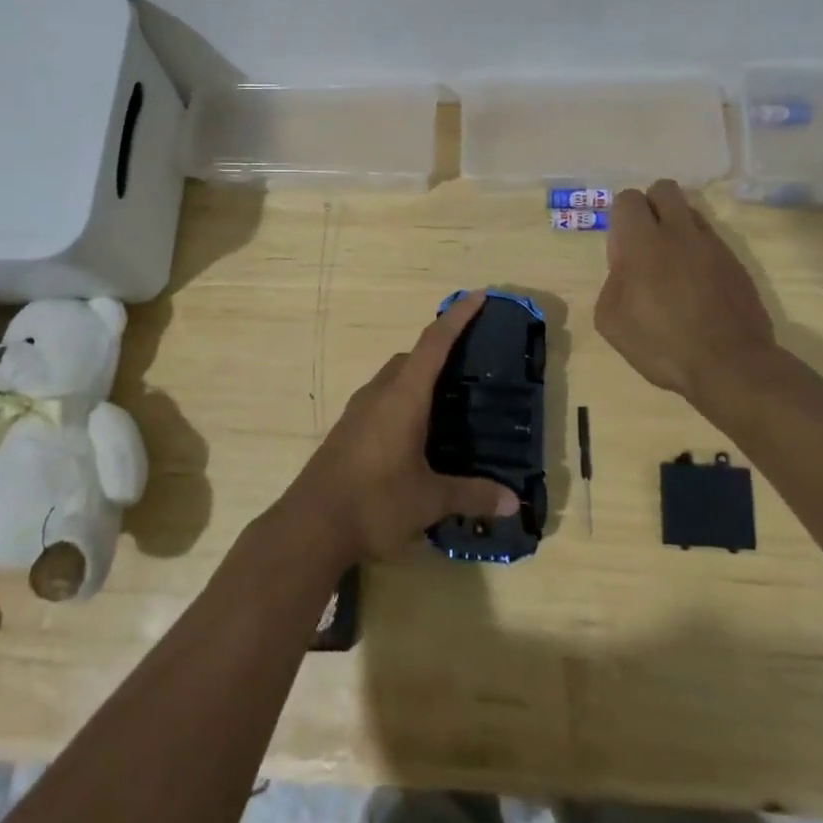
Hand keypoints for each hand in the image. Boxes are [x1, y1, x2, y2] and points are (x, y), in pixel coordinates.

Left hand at [286, 290, 518, 562]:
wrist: (310, 526)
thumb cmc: (374, 503)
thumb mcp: (428, 500)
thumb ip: (471, 495)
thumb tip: (513, 502)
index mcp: (403, 397)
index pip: (434, 344)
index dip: (457, 317)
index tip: (478, 296)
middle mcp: (379, 393)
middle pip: (412, 357)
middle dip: (440, 349)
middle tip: (471, 360)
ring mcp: (358, 411)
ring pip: (394, 378)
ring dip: (419, 377)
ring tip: (449, 397)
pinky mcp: (348, 430)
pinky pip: (382, 398)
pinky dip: (404, 399)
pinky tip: (417, 430)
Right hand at [595, 180, 782, 403]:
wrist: (730, 365)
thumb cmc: (661, 343)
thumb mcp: (611, 319)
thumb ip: (613, 281)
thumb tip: (626, 271)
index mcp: (643, 241)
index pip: (628, 199)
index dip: (621, 218)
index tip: (622, 250)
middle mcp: (680, 232)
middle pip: (664, 189)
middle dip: (651, 206)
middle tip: (646, 243)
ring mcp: (713, 246)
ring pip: (690, 213)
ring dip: (677, 229)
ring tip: (673, 268)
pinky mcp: (736, 264)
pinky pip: (711, 242)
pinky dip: (699, 254)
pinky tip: (697, 289)